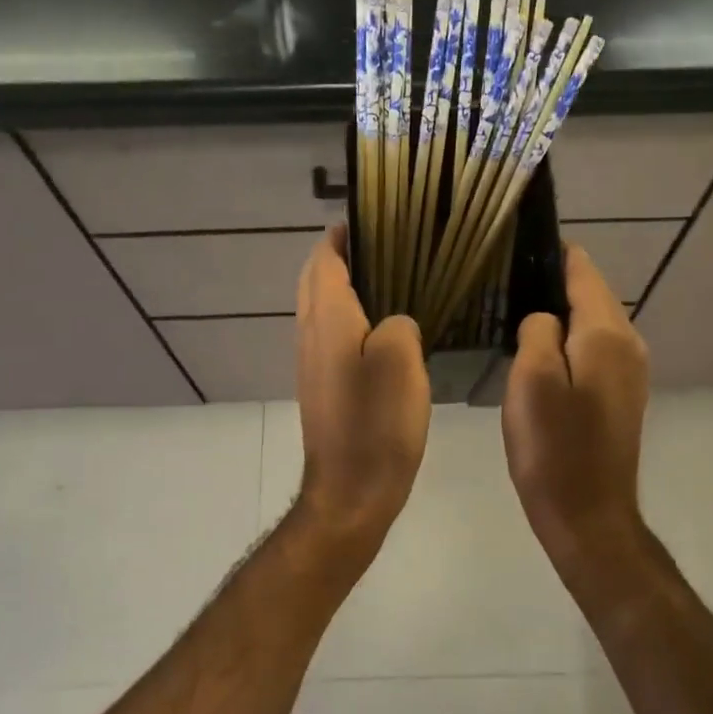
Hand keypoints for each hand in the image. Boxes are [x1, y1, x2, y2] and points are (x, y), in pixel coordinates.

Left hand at [294, 223, 430, 550]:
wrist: (350, 493)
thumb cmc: (376, 424)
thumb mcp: (402, 362)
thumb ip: (399, 323)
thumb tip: (394, 322)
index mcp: (328, 320)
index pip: (323, 261)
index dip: (340, 237)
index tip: (369, 220)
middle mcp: (311, 336)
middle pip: (315, 282)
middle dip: (340, 258)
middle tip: (385, 248)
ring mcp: (312, 364)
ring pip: (321, 310)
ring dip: (344, 288)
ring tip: (390, 280)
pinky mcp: (323, 388)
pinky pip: (331, 337)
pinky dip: (350, 318)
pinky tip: (384, 329)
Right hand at [501, 245, 649, 561]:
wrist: (588, 516)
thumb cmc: (554, 448)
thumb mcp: (532, 380)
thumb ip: (537, 331)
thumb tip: (543, 319)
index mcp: (607, 334)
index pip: (583, 272)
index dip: (555, 252)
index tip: (520, 240)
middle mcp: (628, 344)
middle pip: (592, 295)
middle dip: (555, 281)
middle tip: (506, 277)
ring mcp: (630, 372)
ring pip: (592, 324)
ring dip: (561, 313)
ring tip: (516, 308)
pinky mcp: (622, 396)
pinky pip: (594, 350)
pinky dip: (570, 341)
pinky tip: (540, 350)